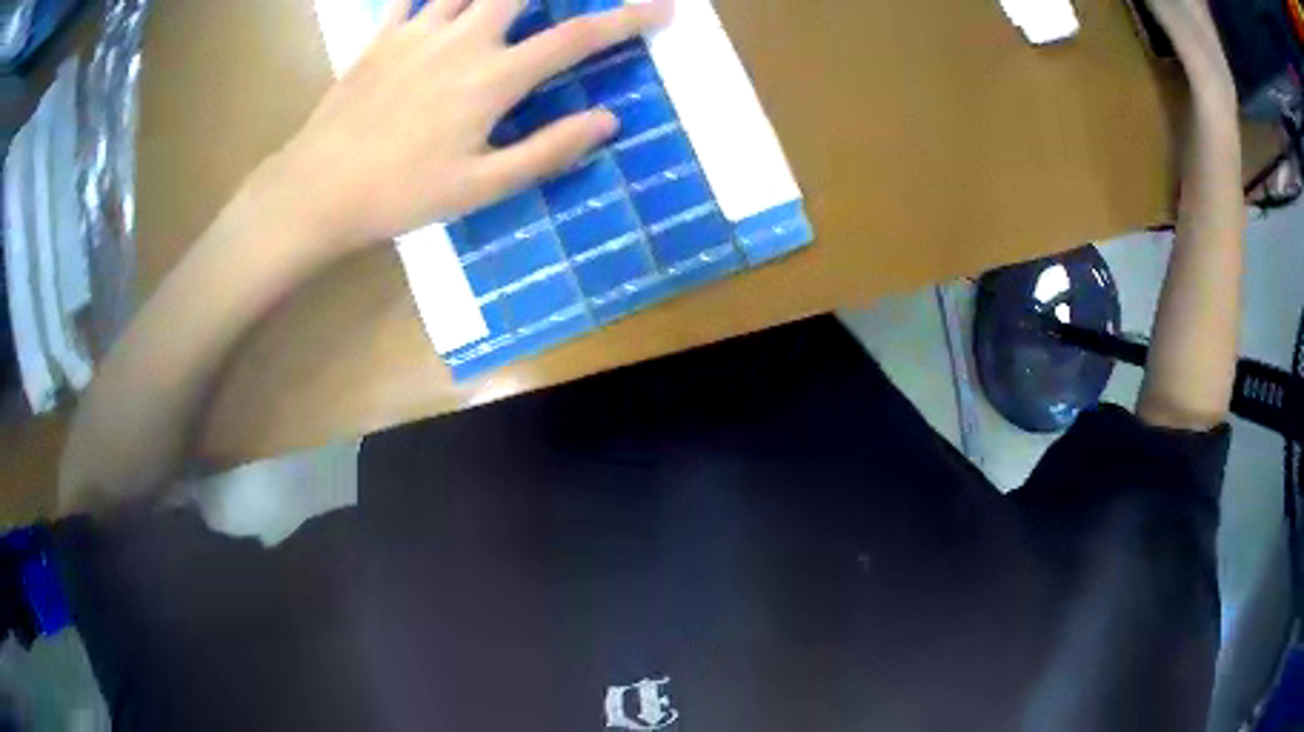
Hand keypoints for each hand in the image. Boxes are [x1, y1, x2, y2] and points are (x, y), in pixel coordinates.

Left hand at [270, 0, 672, 256]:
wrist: (318, 189)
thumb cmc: (401, 194)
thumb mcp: (481, 188)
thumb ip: (547, 151)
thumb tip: (608, 121)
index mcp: (493, 78)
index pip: (576, 38)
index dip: (625, 19)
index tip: (661, 8)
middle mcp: (463, 39)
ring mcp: (418, 31)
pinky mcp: (383, 36)